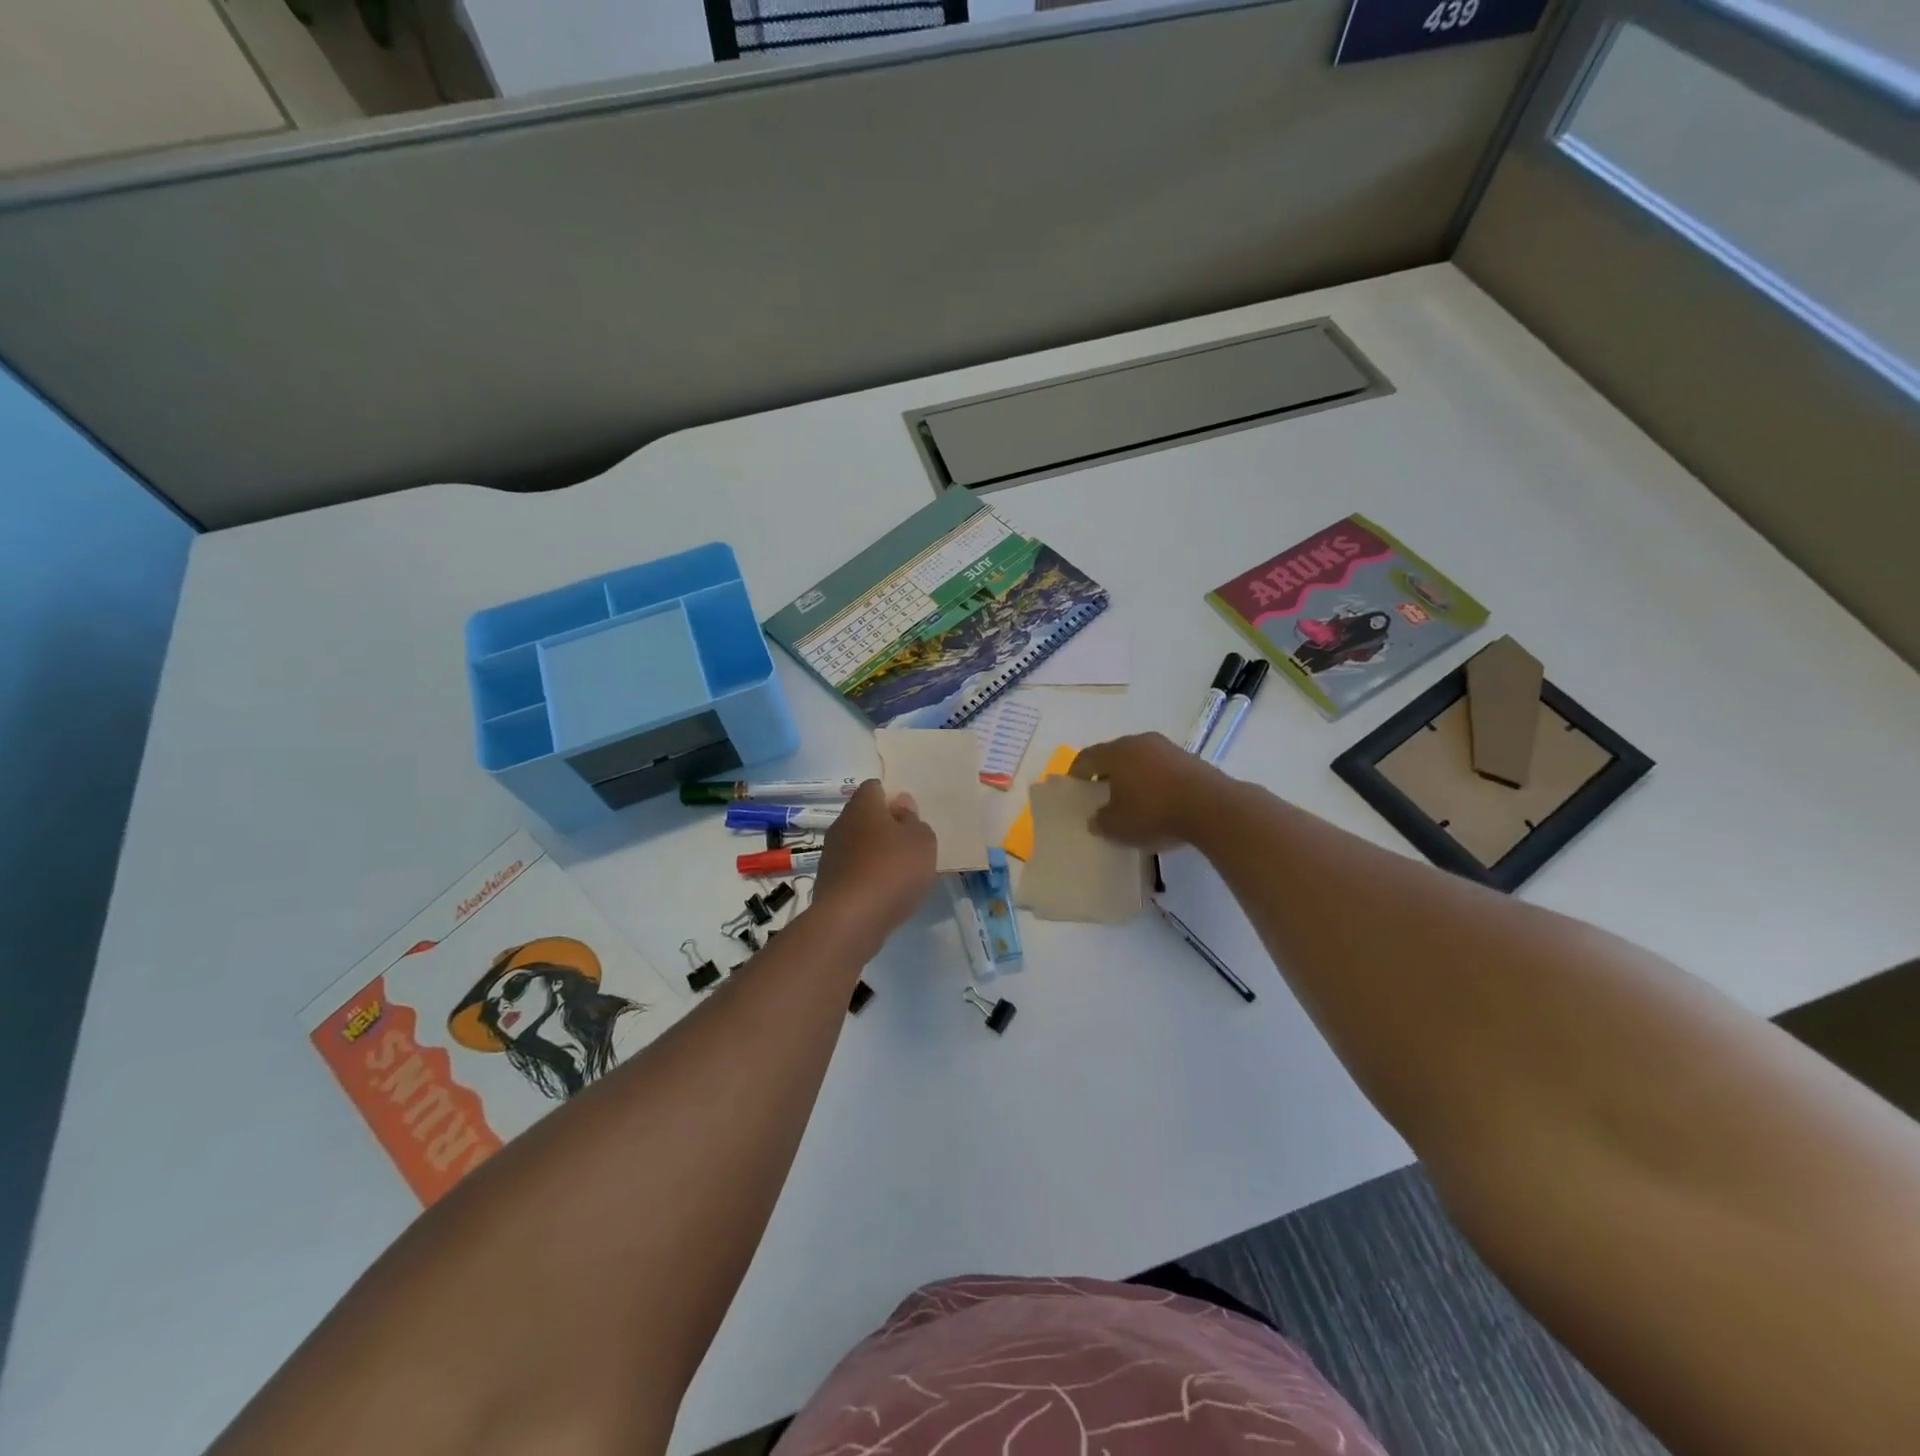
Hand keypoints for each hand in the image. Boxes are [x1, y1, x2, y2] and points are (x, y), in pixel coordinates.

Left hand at [811, 780, 937, 946]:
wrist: (851, 919)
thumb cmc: (893, 869)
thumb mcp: (921, 840)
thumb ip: (914, 820)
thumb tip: (900, 806)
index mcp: (863, 805)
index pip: (874, 787)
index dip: (891, 797)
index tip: (909, 816)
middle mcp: (841, 824)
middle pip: (864, 816)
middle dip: (885, 827)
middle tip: (909, 845)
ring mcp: (830, 854)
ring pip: (857, 845)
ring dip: (875, 854)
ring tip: (899, 873)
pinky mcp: (827, 882)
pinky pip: (852, 870)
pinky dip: (866, 877)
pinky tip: (882, 894)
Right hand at [1071, 733, 1231, 849]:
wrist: (1212, 808)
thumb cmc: (1154, 812)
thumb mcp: (1118, 826)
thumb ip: (1101, 821)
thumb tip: (1096, 819)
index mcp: (1117, 752)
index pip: (1087, 757)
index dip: (1077, 772)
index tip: (1074, 787)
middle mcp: (1140, 742)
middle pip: (1115, 754)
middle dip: (1105, 772)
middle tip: (1100, 792)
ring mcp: (1168, 748)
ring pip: (1140, 759)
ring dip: (1132, 776)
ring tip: (1130, 798)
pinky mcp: (1190, 759)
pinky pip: (1161, 767)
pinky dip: (1154, 780)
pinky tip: (1158, 801)